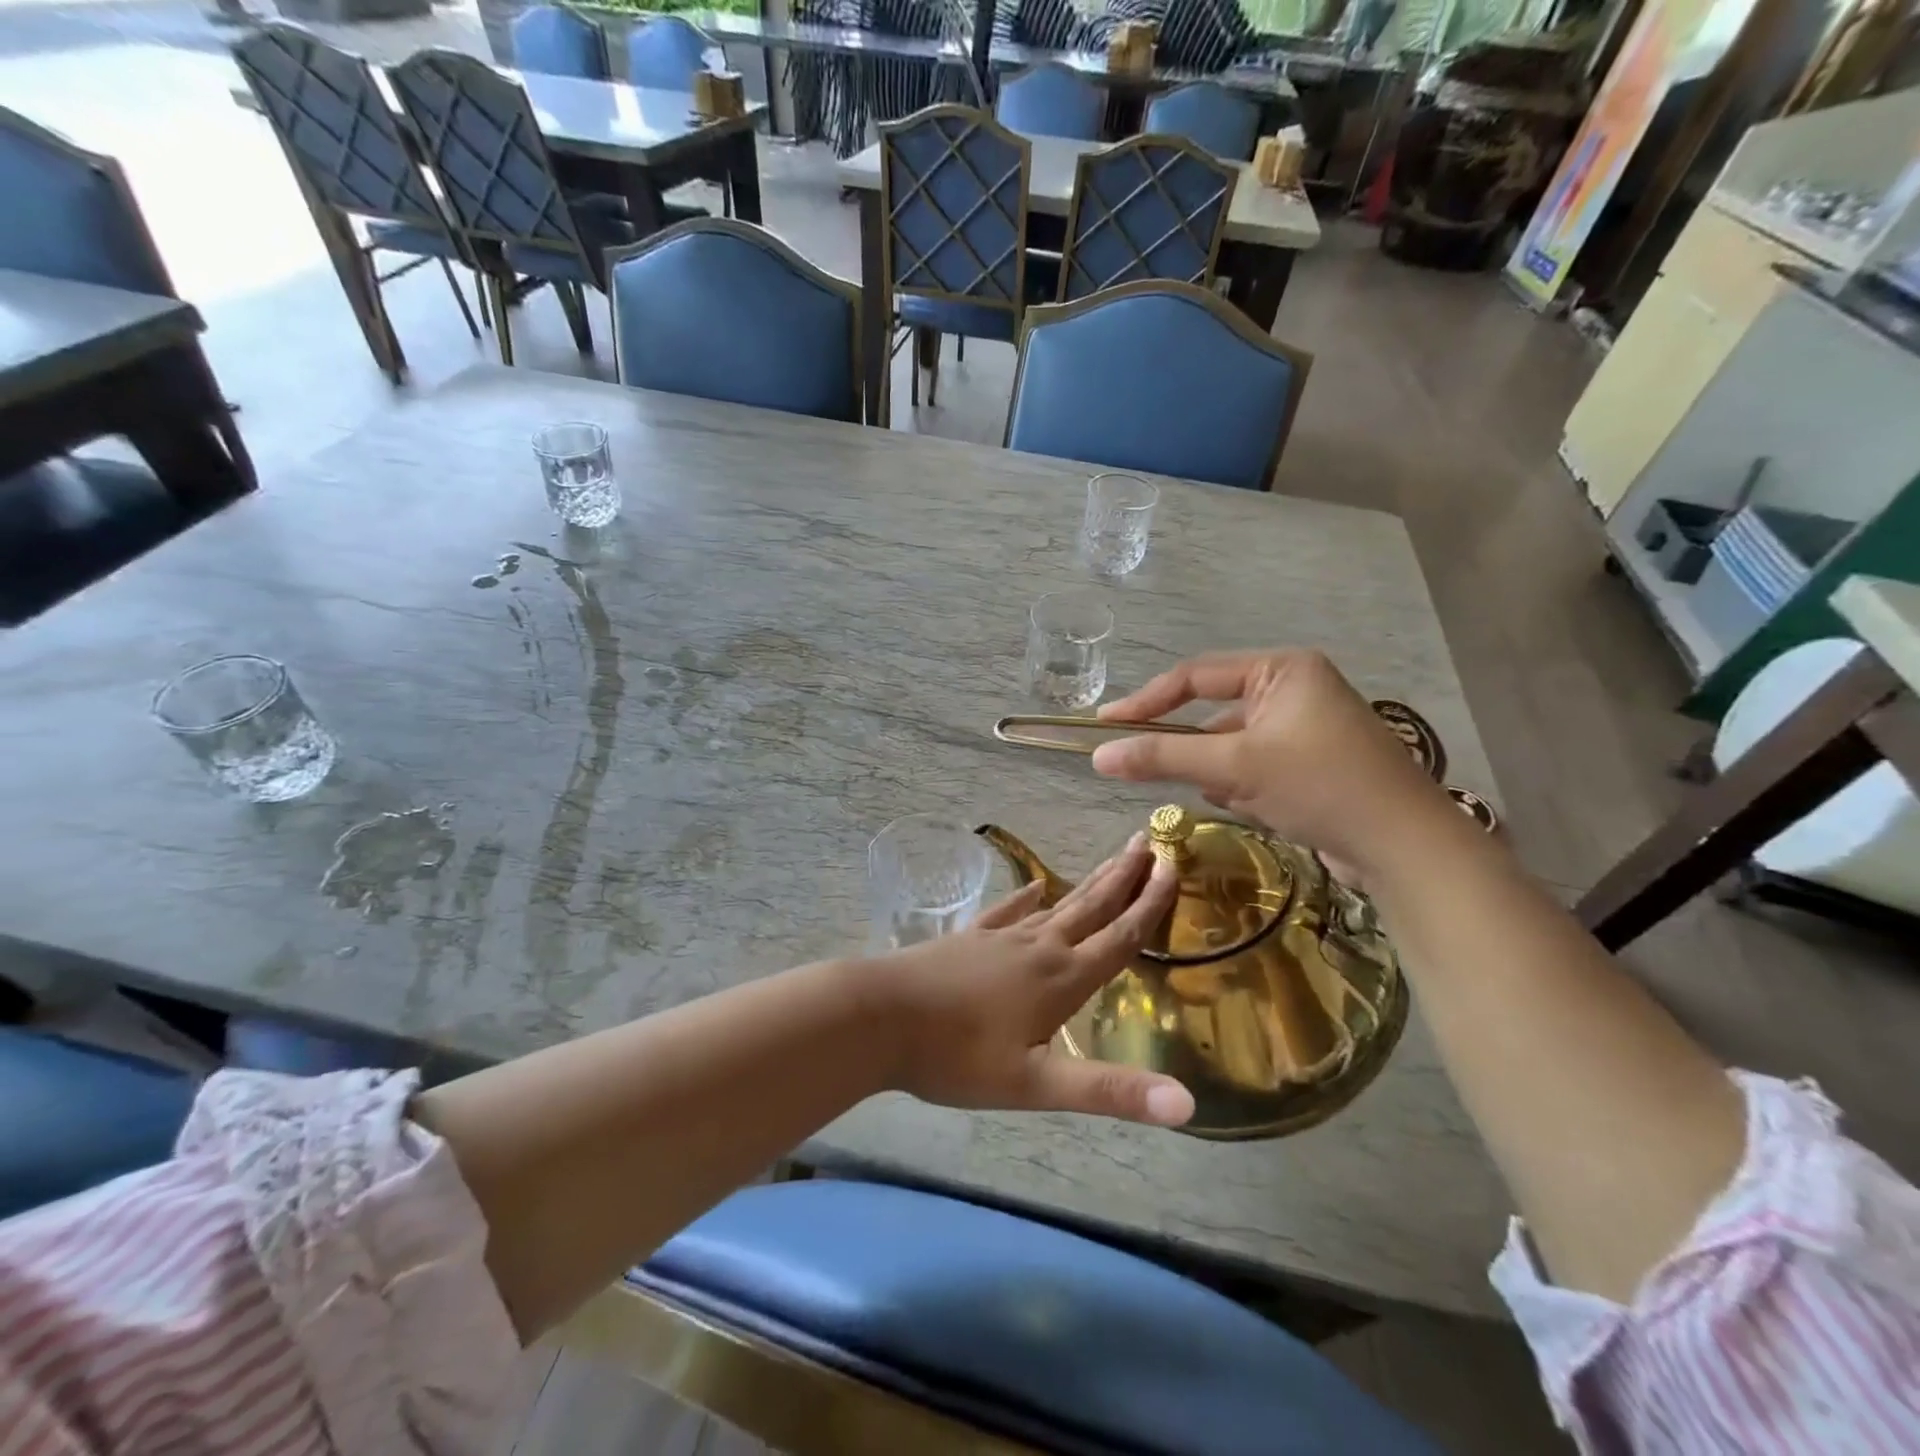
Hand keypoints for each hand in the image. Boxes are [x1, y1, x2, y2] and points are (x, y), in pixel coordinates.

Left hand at [870, 838, 1194, 1127]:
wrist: (880, 1016)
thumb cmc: (957, 1056)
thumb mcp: (1036, 1085)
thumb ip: (1109, 1092)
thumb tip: (1188, 1106)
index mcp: (1061, 978)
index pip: (1119, 936)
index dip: (1150, 903)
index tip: (1173, 865)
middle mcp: (1038, 947)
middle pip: (1091, 906)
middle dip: (1124, 876)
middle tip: (1149, 841)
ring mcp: (1000, 938)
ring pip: (1057, 905)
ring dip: (1089, 882)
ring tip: (1111, 860)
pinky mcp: (970, 939)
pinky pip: (1008, 911)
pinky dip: (1026, 897)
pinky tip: (1034, 886)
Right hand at [1088, 649, 1455, 884]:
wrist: (1406, 848)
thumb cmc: (1321, 786)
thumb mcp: (1234, 767)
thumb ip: (1163, 757)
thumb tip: (1097, 756)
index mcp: (1282, 669)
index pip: (1195, 676)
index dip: (1145, 701)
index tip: (1104, 726)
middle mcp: (1295, 689)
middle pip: (1214, 714)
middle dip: (1197, 750)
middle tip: (1158, 771)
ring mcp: (1306, 728)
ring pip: (1233, 746)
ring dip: (1222, 772)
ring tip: (1239, 798)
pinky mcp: (1312, 763)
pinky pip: (1255, 766)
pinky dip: (1244, 786)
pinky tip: (1259, 808)